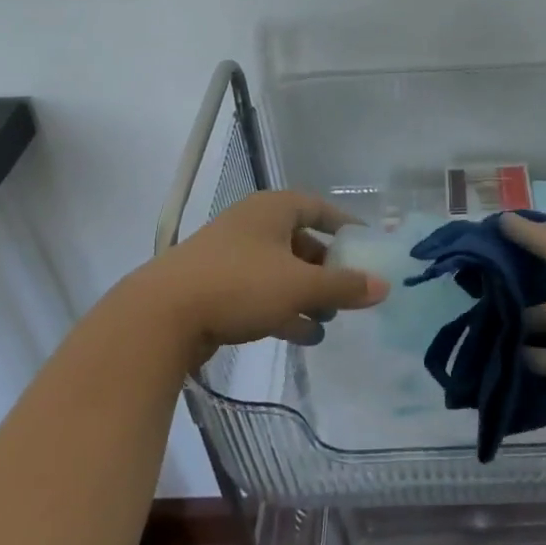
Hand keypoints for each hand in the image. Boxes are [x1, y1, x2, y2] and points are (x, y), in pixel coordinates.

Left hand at [144, 191, 388, 365]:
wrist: (161, 316)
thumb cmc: (240, 285)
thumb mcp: (300, 285)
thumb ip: (344, 286)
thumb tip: (384, 286)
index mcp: (272, 210)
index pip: (318, 208)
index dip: (344, 225)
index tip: (365, 246)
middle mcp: (251, 226)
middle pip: (299, 241)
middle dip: (325, 268)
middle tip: (348, 292)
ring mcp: (230, 257)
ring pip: (280, 271)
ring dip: (306, 294)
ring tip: (328, 321)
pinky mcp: (215, 287)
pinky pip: (259, 293)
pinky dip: (283, 309)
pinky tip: (302, 336)